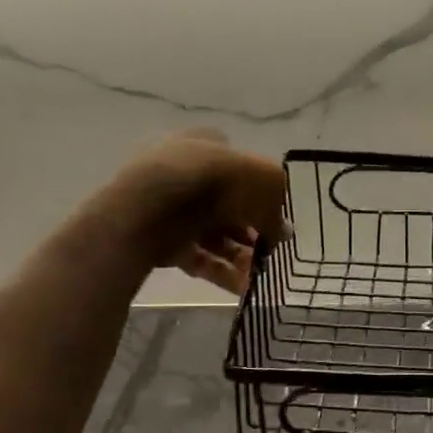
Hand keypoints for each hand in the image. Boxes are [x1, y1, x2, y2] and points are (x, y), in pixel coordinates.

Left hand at [97, 131, 286, 293]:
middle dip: (252, 231)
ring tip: (259, 275)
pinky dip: (221, 272)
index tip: (275, 215)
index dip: (261, 191)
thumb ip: (277, 208)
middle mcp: (186, 173)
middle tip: (270, 251)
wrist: (151, 209)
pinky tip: (243, 287)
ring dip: (240, 256)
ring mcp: (171, 208)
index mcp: (206, 145)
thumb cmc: (214, 180)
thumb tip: (282, 232)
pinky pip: (198, 258)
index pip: (239, 166)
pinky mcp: (161, 240)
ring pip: (214, 235)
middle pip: (228, 206)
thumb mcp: (265, 183)